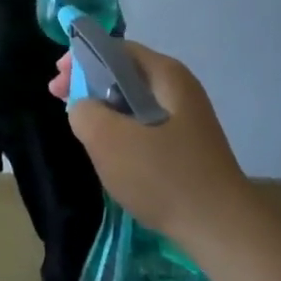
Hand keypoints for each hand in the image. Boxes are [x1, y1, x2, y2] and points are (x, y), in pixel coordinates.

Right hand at [50, 40, 245, 243]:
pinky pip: (145, 126)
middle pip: (124, 73)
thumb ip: (84, 111)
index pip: (115, 49)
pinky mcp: (187, 147)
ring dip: (103, 109)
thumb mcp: (108, 139)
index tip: (57, 82)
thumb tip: (84, 108)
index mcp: (166, 74)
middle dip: (88, 84)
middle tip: (60, 101)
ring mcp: (187, 119)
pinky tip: (110, 152)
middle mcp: (179, 88)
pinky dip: (122, 130)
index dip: (81, 59)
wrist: (223, 231)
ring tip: (81, 128)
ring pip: (133, 102)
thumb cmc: (164, 176)